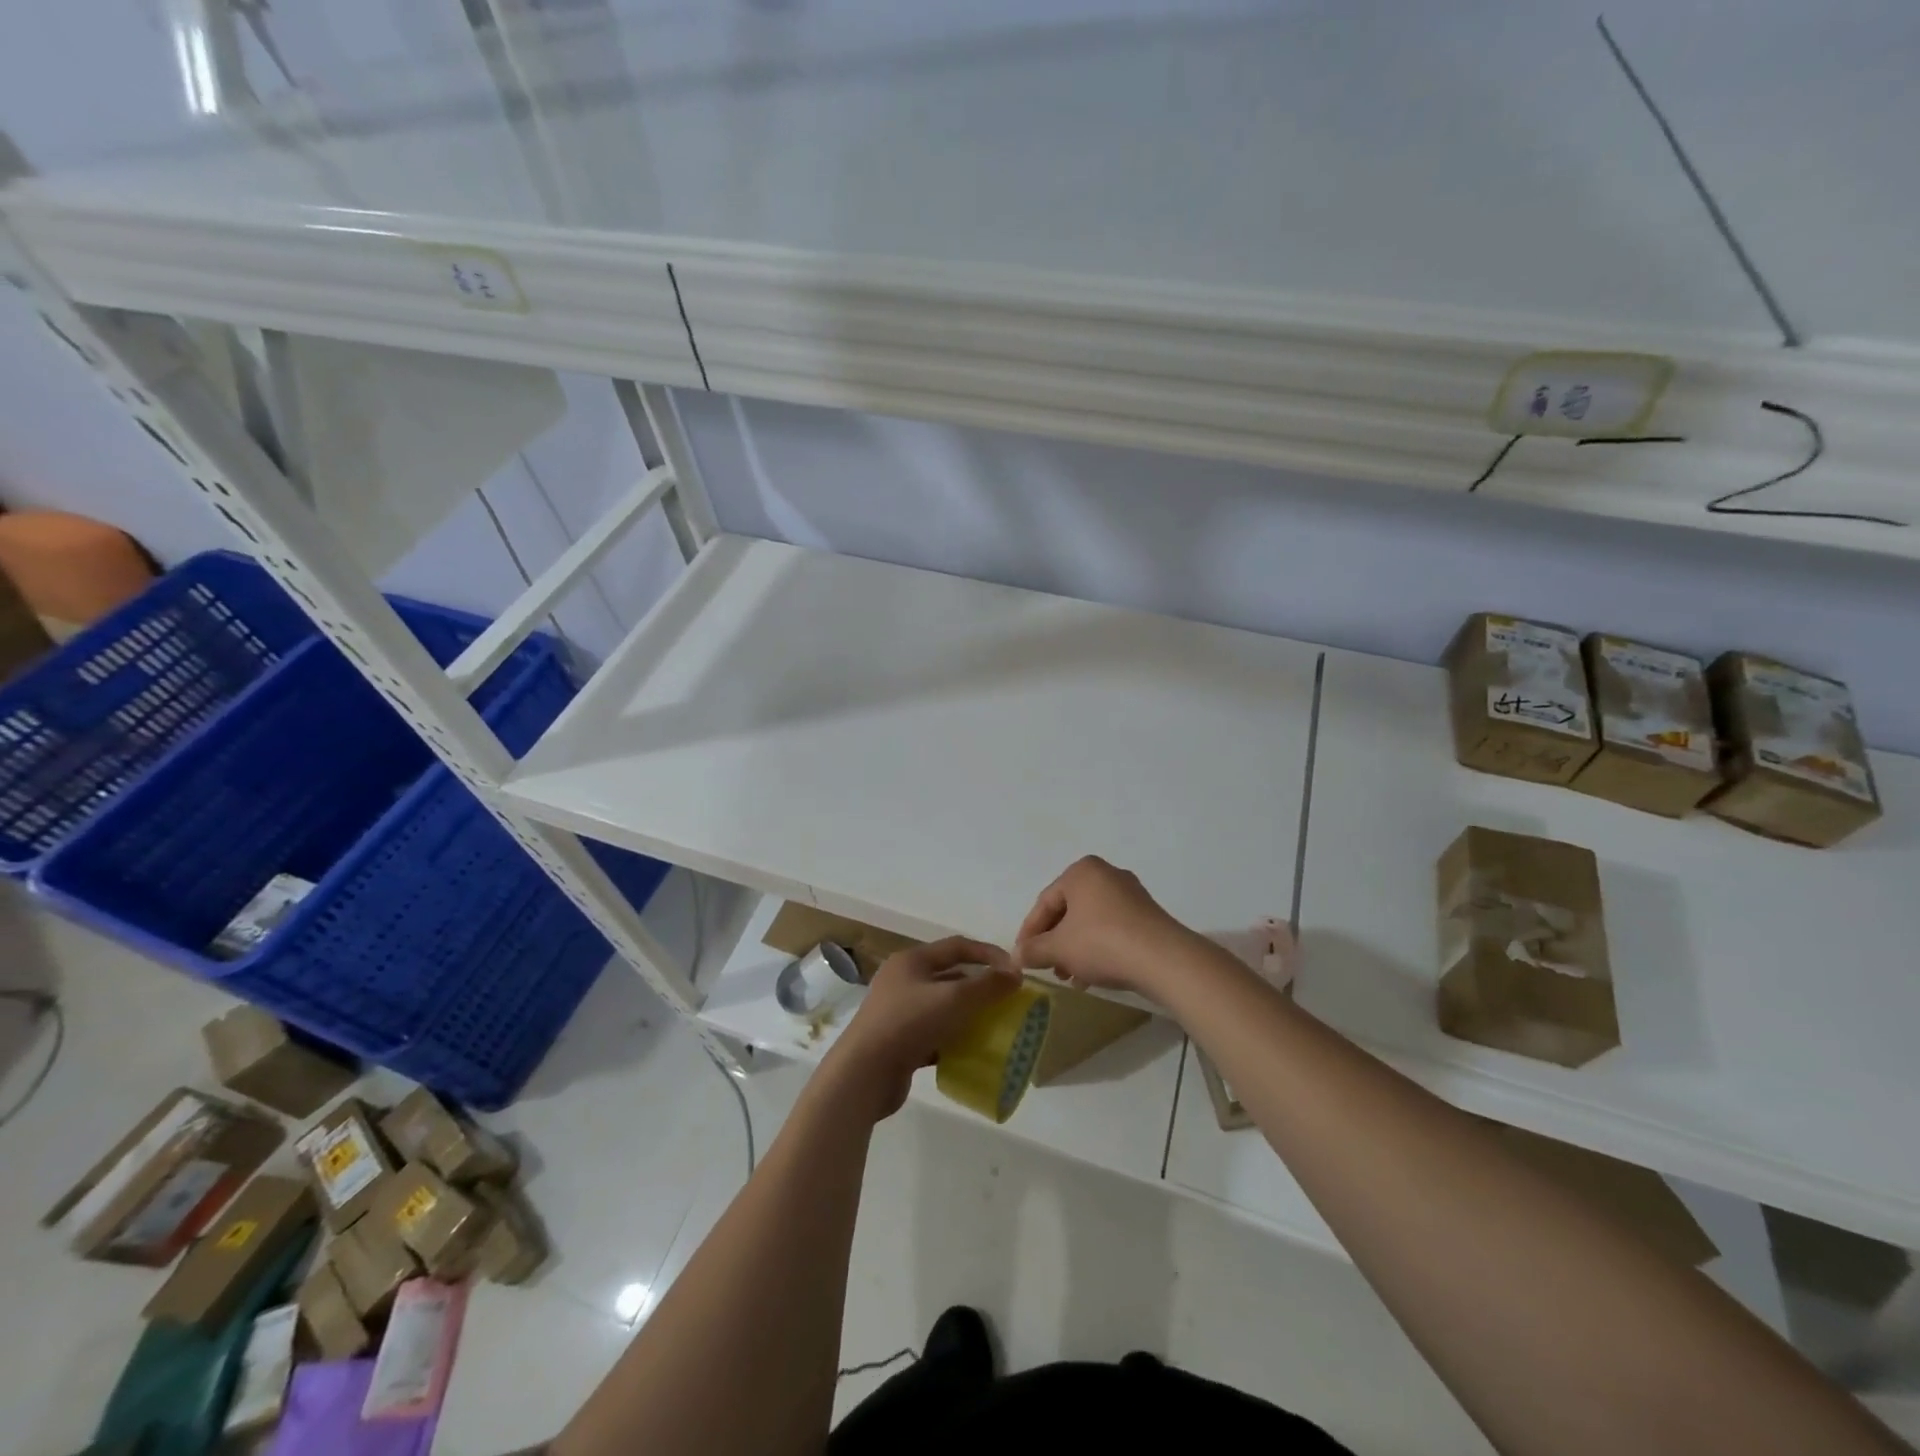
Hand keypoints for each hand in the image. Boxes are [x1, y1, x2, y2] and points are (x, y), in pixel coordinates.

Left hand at [828, 937, 1021, 1119]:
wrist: (864, 1073)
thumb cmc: (909, 1023)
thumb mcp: (954, 999)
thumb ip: (987, 985)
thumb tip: (1015, 973)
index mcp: (911, 960)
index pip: (957, 946)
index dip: (987, 954)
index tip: (1014, 970)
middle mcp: (902, 981)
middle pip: (949, 976)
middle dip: (979, 986)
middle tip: (1005, 1000)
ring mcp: (898, 1012)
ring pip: (941, 1007)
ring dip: (967, 1014)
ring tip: (993, 1026)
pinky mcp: (898, 1041)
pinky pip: (933, 1034)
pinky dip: (952, 1039)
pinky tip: (970, 1051)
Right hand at [1014, 856, 1196, 1001]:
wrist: (1163, 959)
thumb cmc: (1102, 943)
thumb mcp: (1059, 948)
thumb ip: (1034, 950)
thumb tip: (1016, 956)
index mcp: (1082, 871)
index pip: (1045, 901)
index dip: (1029, 932)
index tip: (1022, 956)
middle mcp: (1106, 874)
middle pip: (1068, 910)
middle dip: (1054, 941)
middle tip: (1046, 967)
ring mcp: (1130, 894)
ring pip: (1090, 922)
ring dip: (1074, 949)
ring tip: (1069, 976)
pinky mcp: (1147, 915)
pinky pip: (1112, 929)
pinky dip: (1097, 948)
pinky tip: (1092, 976)